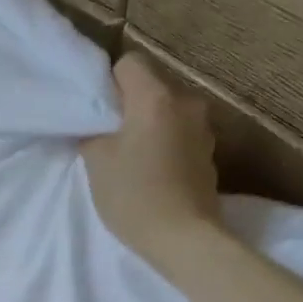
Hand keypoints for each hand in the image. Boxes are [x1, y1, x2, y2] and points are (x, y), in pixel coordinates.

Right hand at [80, 51, 221, 258]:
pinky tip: (153, 173)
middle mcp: (186, 102)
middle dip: (130, 106)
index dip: (109, 83)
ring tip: (132, 159)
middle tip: (108, 138)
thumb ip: (93, 132)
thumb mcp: (97, 162)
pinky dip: (165, 145)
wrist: (183, 238)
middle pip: (151, 87)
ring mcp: (203, 128)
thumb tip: (96, 125)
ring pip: (167, 112)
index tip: (98, 112)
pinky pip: (180, 135)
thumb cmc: (134, 195)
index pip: (130, 63)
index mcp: (156, 97)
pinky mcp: (209, 153)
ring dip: (150, 126)